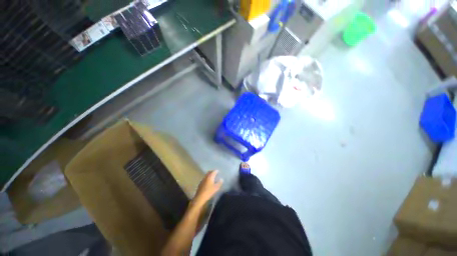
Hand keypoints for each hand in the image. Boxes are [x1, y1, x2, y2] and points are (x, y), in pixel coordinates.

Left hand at [193, 170, 222, 205]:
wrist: (200, 197)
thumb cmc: (209, 192)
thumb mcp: (216, 188)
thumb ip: (219, 183)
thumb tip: (221, 179)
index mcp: (210, 177)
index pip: (213, 171)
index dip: (216, 171)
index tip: (219, 171)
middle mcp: (206, 177)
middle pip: (209, 172)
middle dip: (212, 172)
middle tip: (216, 173)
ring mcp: (202, 180)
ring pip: (207, 175)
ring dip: (210, 175)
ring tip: (213, 177)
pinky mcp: (200, 183)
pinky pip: (205, 178)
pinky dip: (207, 178)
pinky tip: (208, 181)